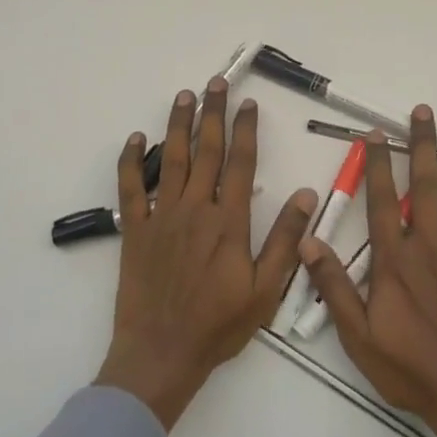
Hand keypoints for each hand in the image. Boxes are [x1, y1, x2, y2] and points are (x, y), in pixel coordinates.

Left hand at [96, 78, 317, 429]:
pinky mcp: (134, 230)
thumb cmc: (218, 324)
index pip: (240, 163)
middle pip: (206, 150)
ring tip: (184, 96)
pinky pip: (130, 188)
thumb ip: (284, 239)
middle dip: (212, 113)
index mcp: (228, 221)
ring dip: (177, 125)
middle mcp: (195, 209)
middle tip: (215, 83)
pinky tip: (135, 139)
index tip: (248, 104)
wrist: (161, 354)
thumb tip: (306, 194)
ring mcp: (161, 216)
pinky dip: (130, 161)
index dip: (245, 130)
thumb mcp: (266, 289)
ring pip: (171, 159)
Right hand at [303, 105, 436, 436]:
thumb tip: (307, 241)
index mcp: (394, 259)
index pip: (381, 200)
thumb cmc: (407, 368)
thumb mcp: (356, 335)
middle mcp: (429, 246)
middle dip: (421, 146)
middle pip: (424, 186)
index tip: (375, 134)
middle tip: (422, 112)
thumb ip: (332, 285)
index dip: (377, 164)